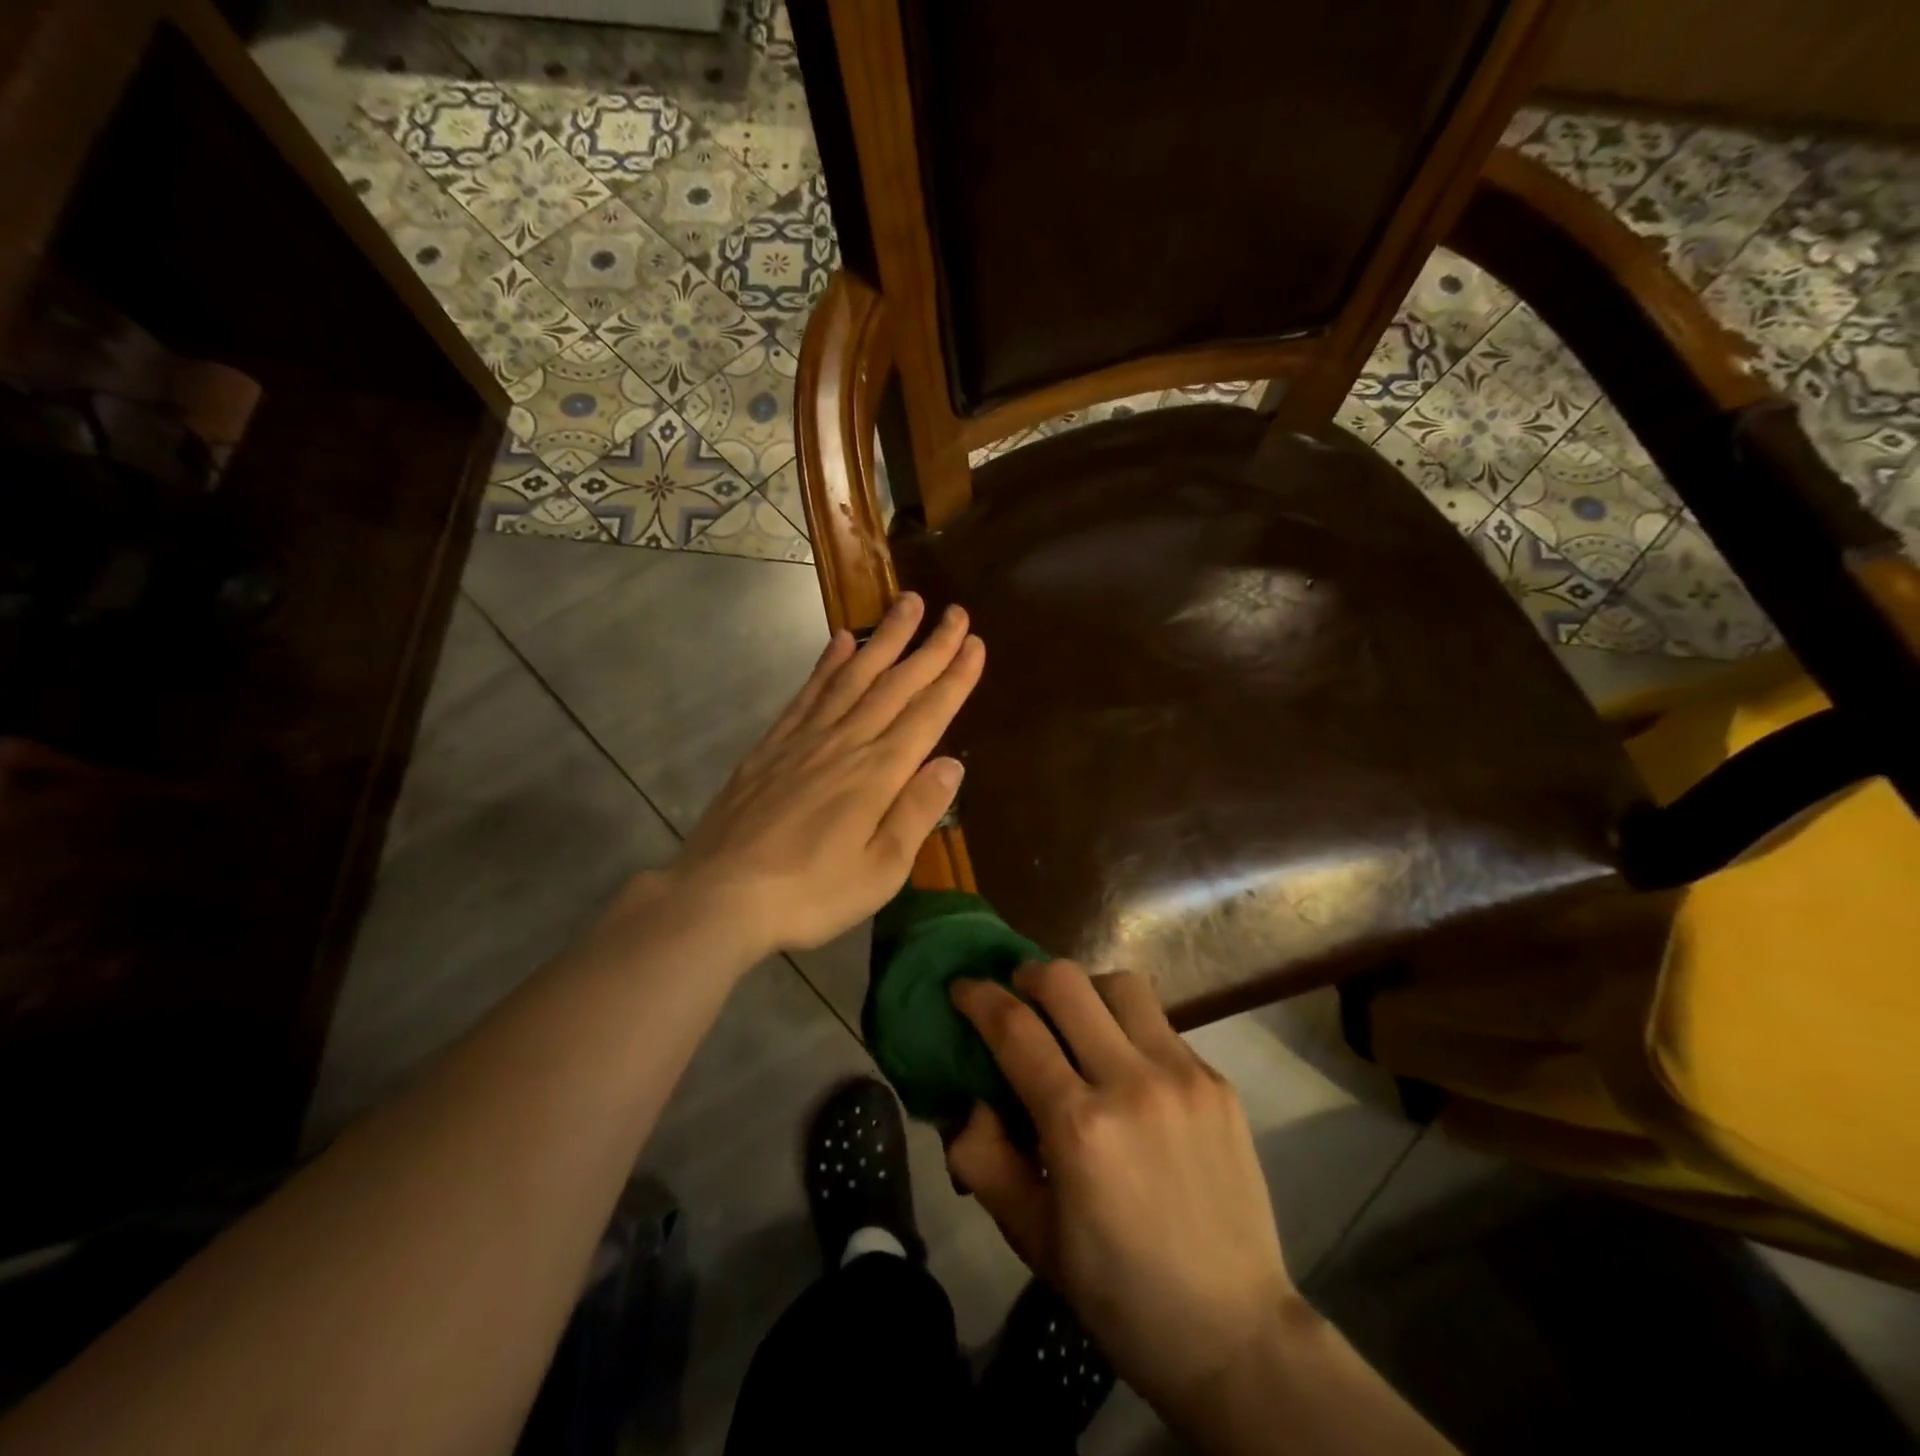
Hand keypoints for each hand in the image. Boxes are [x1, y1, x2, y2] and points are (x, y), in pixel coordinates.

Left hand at [663, 592, 983, 956]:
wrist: (720, 895)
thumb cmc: (811, 894)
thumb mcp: (880, 871)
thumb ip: (917, 812)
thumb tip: (952, 763)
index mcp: (879, 773)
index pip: (927, 714)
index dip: (954, 677)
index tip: (975, 642)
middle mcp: (846, 742)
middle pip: (896, 684)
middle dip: (930, 646)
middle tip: (955, 611)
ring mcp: (806, 738)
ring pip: (854, 675)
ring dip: (885, 638)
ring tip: (906, 603)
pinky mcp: (773, 744)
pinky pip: (809, 691)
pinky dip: (828, 662)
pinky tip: (841, 641)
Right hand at [947, 962, 1300, 1429]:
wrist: (1234, 1332)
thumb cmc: (1118, 1291)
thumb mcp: (1030, 1235)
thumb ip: (984, 1159)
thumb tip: (969, 1099)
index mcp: (1079, 1126)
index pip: (1014, 1028)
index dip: (978, 996)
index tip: (962, 986)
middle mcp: (1131, 1083)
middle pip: (1066, 981)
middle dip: (1028, 975)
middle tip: (1018, 995)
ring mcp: (1183, 1076)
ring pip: (1122, 985)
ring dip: (1086, 990)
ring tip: (1077, 1021)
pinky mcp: (1217, 1082)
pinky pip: (1161, 1025)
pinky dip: (1129, 1028)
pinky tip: (1128, 1070)